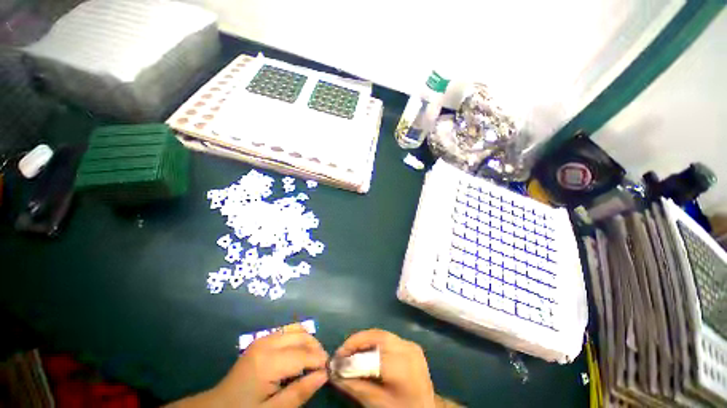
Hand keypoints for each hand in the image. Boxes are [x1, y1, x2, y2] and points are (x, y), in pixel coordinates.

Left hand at [169, 324, 328, 407]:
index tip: (330, 370)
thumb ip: (299, 393)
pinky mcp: (261, 339)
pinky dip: (298, 338)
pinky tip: (299, 353)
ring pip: (296, 329)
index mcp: (268, 362)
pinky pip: (287, 331)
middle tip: (322, 366)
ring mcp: (263, 338)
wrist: (218, 407)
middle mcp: (267, 342)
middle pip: (302, 336)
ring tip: (313, 359)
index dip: (320, 361)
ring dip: (308, 341)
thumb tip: (324, 374)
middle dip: (316, 348)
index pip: (303, 354)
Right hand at [331, 329, 435, 407]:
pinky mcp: (411, 345)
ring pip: (381, 334)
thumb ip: (355, 386)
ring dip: (364, 341)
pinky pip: (388, 338)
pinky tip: (366, 352)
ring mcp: (411, 345)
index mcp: (402, 366)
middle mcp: (408, 349)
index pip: (372, 351)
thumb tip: (334, 373)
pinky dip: (374, 342)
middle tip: (342, 352)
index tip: (336, 359)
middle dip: (357, 341)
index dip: (352, 352)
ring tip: (351, 352)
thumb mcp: (377, 404)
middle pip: (377, 336)